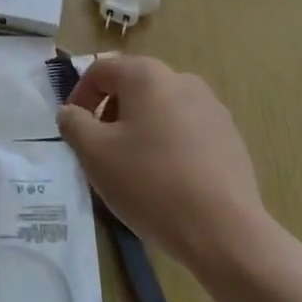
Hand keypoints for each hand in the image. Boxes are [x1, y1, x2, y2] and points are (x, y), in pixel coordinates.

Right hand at [57, 54, 272, 273]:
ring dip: (140, 130)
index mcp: (146, 75)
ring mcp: (211, 107)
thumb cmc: (151, 183)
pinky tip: (168, 182)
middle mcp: (181, 80)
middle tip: (101, 151)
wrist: (225, 231)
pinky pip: (187, 131)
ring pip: (161, 110)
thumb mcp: (95, 154)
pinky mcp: (230, 137)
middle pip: (133, 87)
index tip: (73, 130)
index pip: (101, 70)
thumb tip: (71, 113)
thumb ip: (73, 124)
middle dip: (111, 115)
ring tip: (134, 170)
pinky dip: (169, 146)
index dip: (79, 96)